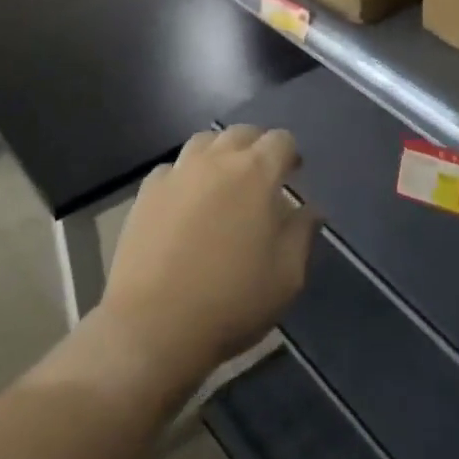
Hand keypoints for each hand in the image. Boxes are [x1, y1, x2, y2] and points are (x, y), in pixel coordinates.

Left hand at [101, 125, 319, 379]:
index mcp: (256, 173)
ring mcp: (178, 172)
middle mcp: (216, 160)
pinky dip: (186, 175)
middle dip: (257, 147)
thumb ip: (302, 233)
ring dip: (221, 152)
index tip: (294, 175)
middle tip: (262, 177)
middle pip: (242, 133)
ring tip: (224, 180)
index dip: (290, 154)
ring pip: (205, 141)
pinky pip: (173, 168)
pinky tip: (187, 201)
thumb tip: (311, 208)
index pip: (280, 140)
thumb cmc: (231, 301)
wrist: (154, 325)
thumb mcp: (286, 276)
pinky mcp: (148, 191)